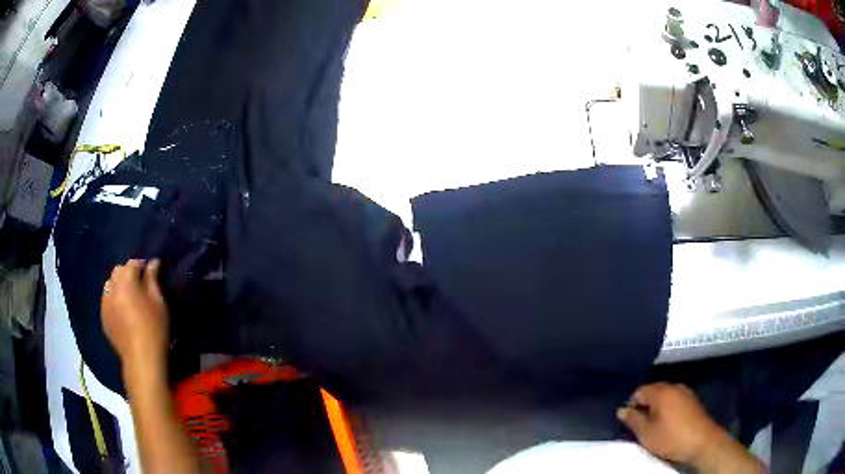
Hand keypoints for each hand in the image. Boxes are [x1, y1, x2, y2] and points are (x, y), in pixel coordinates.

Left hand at [101, 259, 168, 371]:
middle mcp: (112, 288)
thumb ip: (153, 280)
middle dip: (127, 273)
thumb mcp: (158, 302)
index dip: (141, 265)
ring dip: (118, 285)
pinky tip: (122, 311)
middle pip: (117, 271)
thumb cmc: (154, 328)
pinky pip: (106, 300)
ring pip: (109, 285)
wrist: (141, 358)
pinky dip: (113, 300)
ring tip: (128, 297)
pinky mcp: (104, 317)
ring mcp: (105, 303)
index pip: (132, 264)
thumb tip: (153, 263)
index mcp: (126, 282)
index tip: (150, 272)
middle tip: (139, 285)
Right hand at [617, 383, 724, 464]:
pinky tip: (668, 423)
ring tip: (653, 426)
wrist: (702, 442)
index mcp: (661, 391)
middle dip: (644, 406)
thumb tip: (622, 410)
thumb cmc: (671, 438)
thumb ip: (633, 420)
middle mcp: (674, 386)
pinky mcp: (692, 400)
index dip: (631, 406)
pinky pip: (674, 400)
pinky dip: (667, 409)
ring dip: (656, 408)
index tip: (629, 423)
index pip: (638, 391)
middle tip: (640, 426)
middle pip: (652, 391)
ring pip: (664, 396)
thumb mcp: (646, 434)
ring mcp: (685, 392)